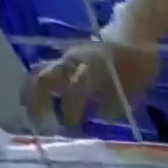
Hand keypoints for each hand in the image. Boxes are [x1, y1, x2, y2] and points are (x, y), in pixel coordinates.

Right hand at [20, 36, 160, 132]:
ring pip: (40, 71)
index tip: (71, 132)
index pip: (73, 93)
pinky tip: (41, 100)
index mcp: (90, 69)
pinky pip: (46, 68)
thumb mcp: (133, 90)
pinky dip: (40, 84)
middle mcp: (72, 61)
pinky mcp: (66, 56)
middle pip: (45, 78)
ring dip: (32, 91)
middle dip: (38, 101)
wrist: (133, 35)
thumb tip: (99, 116)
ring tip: (30, 111)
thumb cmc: (137, 66)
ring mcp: (67, 57)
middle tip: (37, 121)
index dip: (70, 114)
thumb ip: (115, 104)